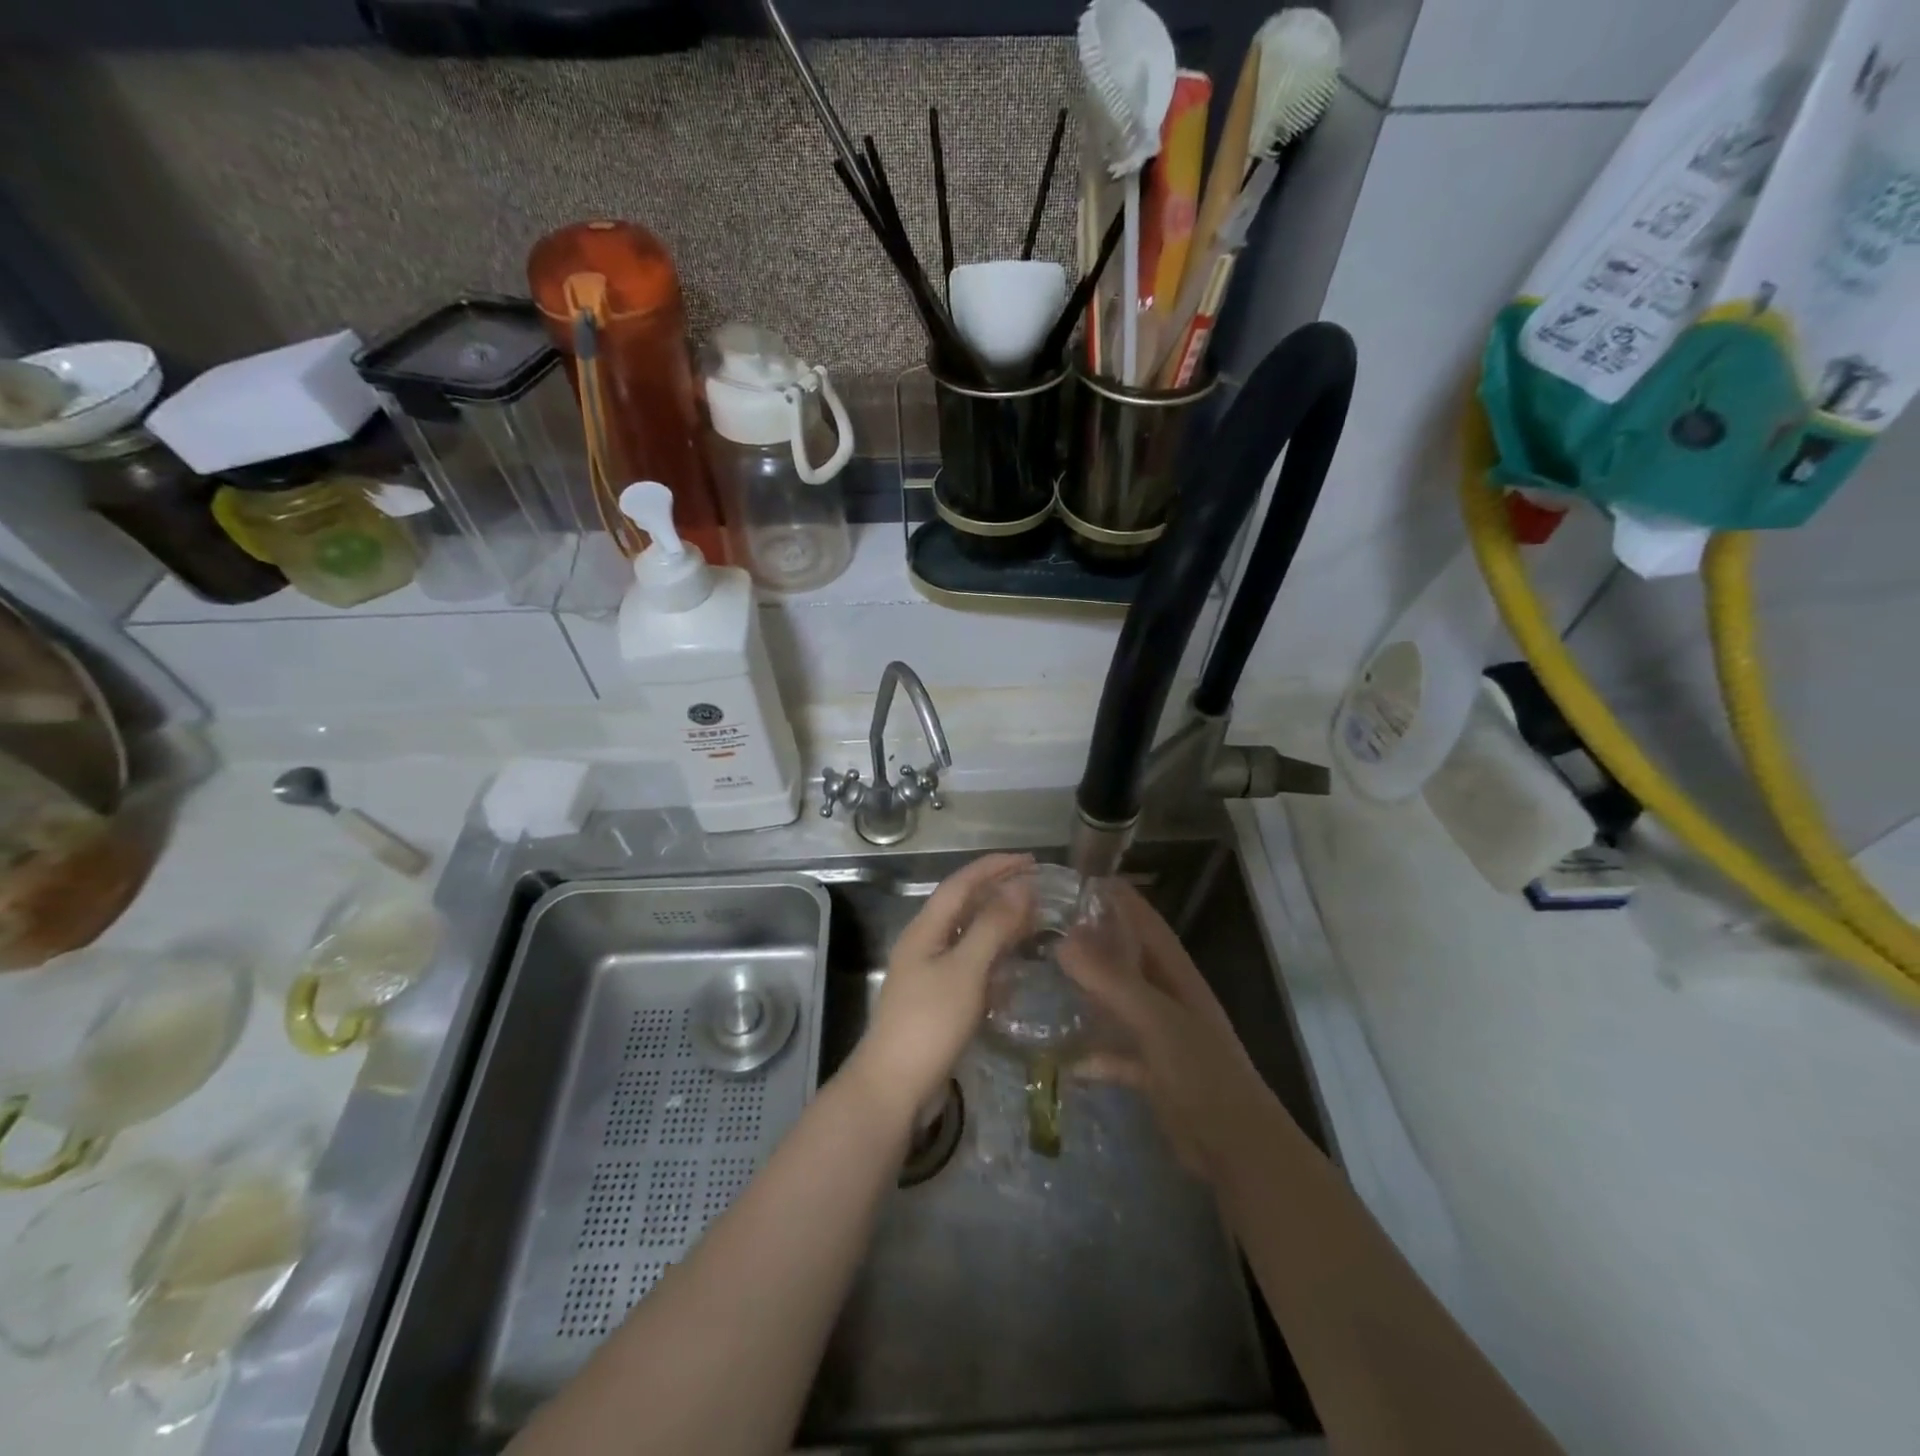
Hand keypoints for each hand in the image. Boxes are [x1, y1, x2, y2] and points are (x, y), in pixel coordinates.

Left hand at [848, 852, 1035, 1117]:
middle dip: (1000, 893)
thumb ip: (992, 926)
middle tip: (1039, 890)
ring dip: (1000, 926)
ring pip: (970, 937)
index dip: (995, 867)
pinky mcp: (938, 1002)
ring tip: (1035, 923)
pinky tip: (1015, 970)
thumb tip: (1020, 886)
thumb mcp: (965, 970)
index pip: (962, 883)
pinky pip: (971, 968)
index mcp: (926, 928)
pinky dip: (994, 961)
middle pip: (965, 907)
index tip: (1031, 860)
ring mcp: (930, 974)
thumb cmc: (929, 1022)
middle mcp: (926, 944)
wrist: (894, 1087)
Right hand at [1059, 878, 1283, 1185]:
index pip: (1144, 920)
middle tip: (1045, 927)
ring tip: (1044, 978)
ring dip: (1087, 991)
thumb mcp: (1154, 1019)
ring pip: (1117, 1002)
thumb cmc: (1200, 1071)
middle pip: (1126, 957)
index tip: (1076, 879)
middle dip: (1091, 940)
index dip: (1117, 897)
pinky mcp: (1151, 1071)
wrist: (1235, 1148)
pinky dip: (1092, 1053)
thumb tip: (1062, 939)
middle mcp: (1167, 996)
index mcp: (1175, 973)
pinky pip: (1115, 1052)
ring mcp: (1160, 1034)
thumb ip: (1110, 979)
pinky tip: (1063, 1058)